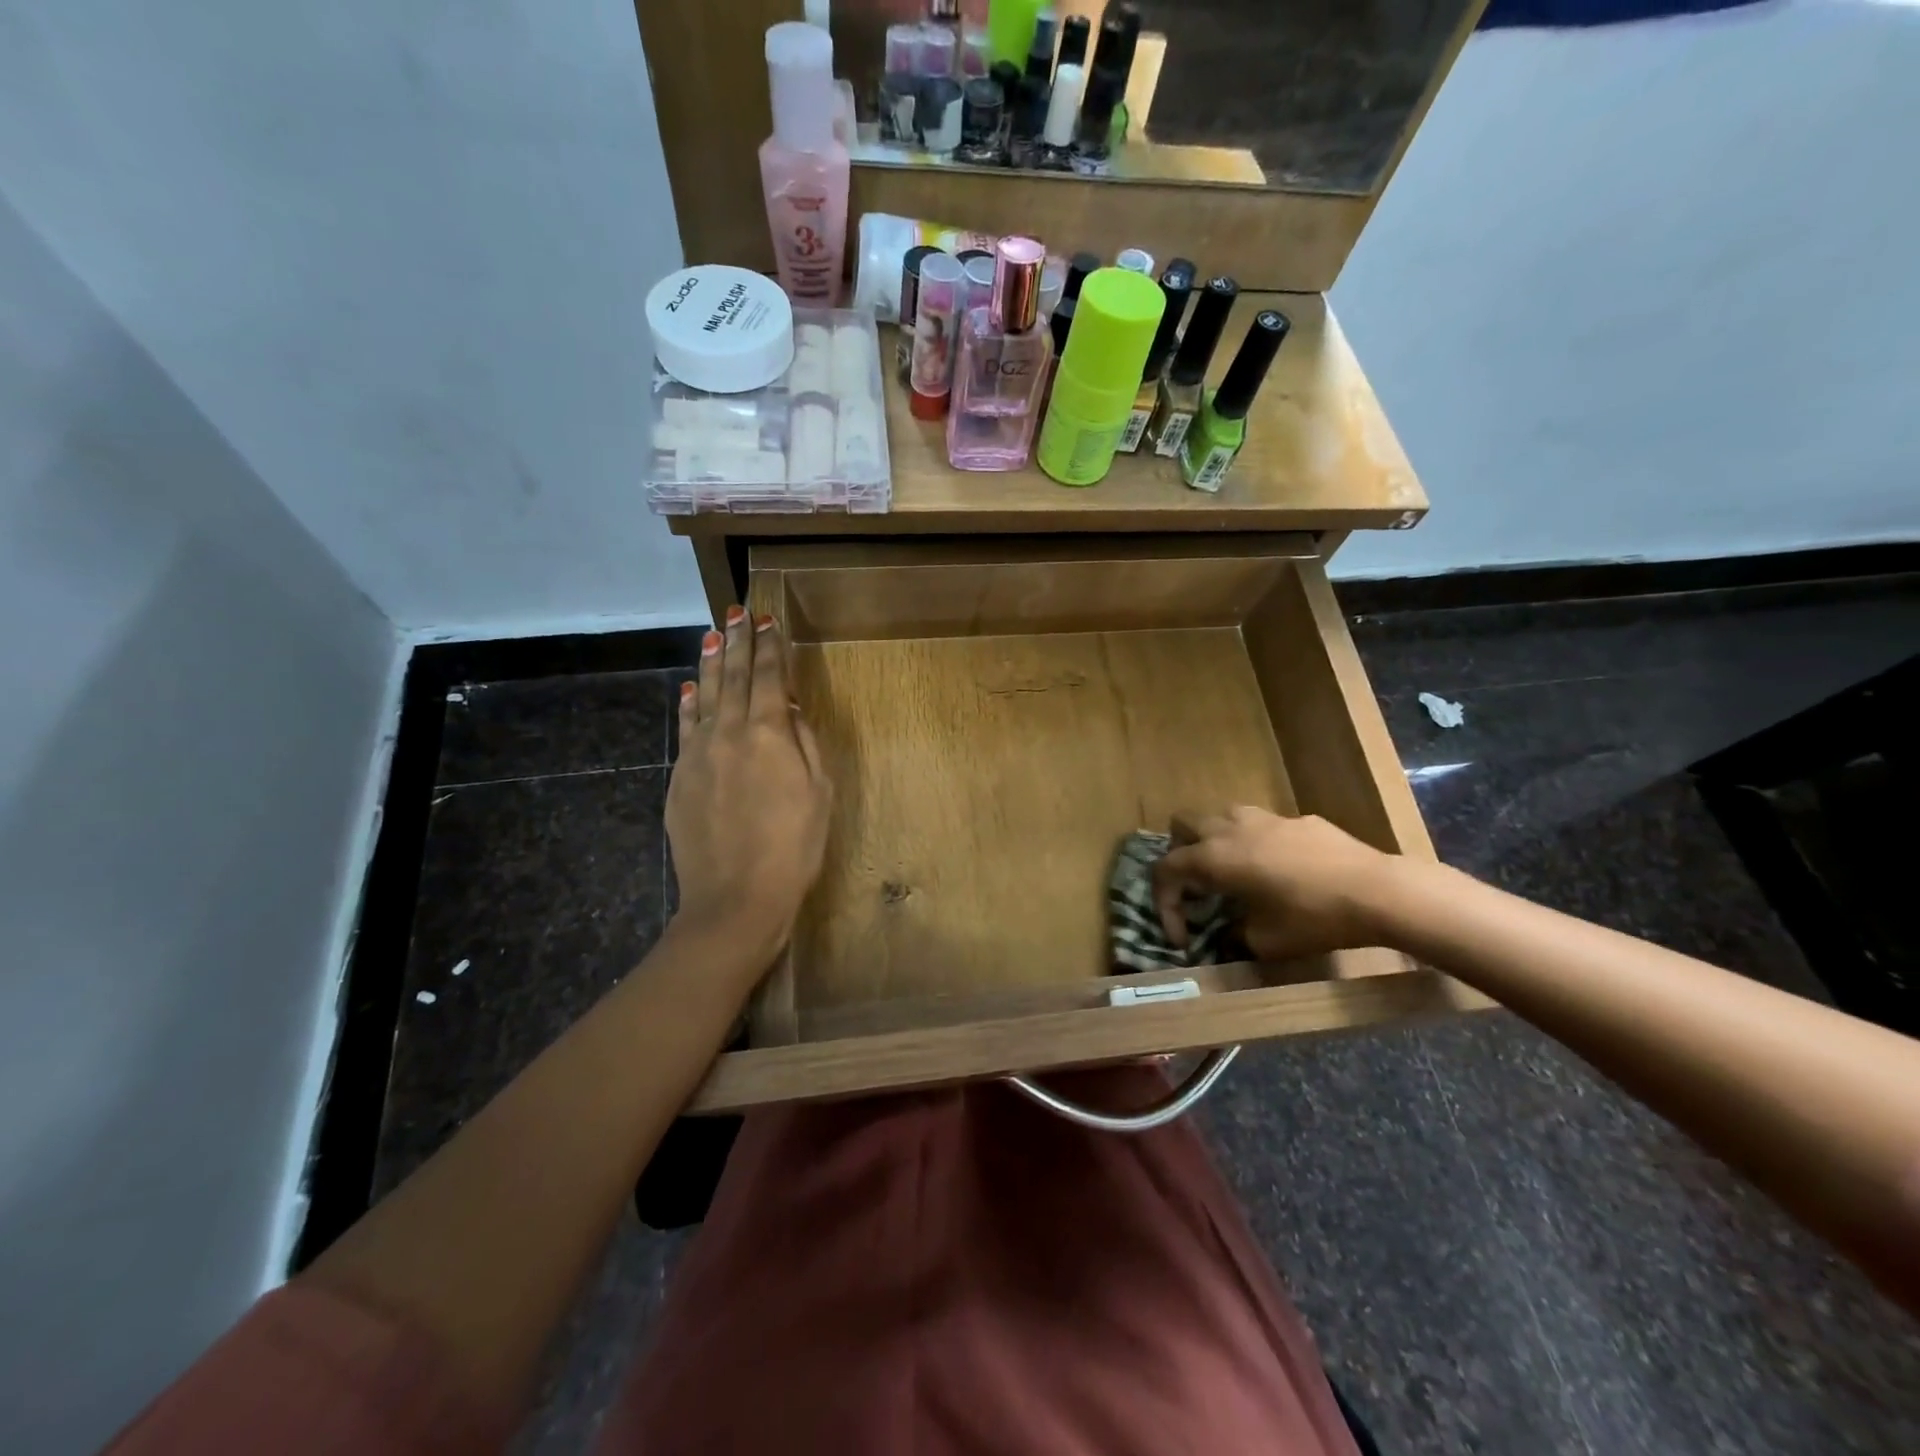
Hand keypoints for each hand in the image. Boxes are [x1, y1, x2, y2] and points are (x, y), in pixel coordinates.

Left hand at [666, 608, 831, 968]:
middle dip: (737, 642)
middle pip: (732, 677)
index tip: (767, 619)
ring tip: (712, 636)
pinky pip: (685, 727)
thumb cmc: (793, 847)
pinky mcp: (680, 777)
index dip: (769, 646)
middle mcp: (729, 732)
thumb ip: (804, 743)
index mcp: (768, 733)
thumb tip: (787, 708)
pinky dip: (688, 704)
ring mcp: (699, 754)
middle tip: (736, 612)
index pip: (768, 677)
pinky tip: (688, 689)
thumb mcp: (819, 793)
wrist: (736, 898)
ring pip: (703, 696)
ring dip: (709, 663)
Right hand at [1151, 807, 1400, 960]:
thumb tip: (1228, 935)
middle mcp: (1230, 829)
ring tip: (1232, 872)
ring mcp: (1264, 818)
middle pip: (1182, 825)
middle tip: (1197, 887)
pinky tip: (1280, 870)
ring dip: (1214, 841)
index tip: (1182, 937)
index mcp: (1214, 858)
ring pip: (1220, 816)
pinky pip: (1261, 824)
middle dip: (1180, 854)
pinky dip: (1255, 843)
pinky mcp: (1296, 819)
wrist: (1376, 891)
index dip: (1164, 905)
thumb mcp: (1265, 942)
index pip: (1166, 870)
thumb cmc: (1313, 918)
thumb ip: (1234, 935)